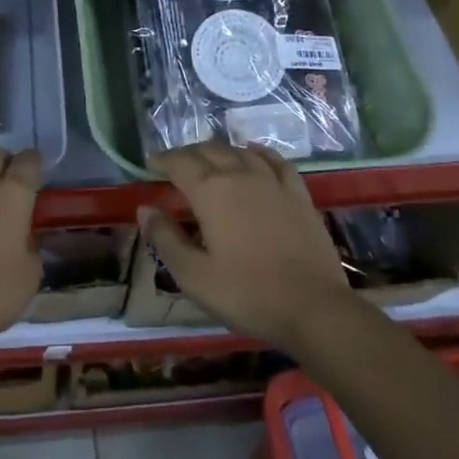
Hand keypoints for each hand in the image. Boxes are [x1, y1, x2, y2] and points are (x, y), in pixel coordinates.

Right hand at [140, 142, 354, 350]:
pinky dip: (258, 152)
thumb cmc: (246, 294)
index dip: (162, 160)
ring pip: (239, 151)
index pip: (179, 163)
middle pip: (208, 151)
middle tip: (175, 165)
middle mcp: (239, 174)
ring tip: (209, 160)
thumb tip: (145, 209)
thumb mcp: (194, 275)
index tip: (150, 163)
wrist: (314, 307)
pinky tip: (253, 153)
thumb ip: (165, 239)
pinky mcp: (298, 193)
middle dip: (187, 154)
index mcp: (210, 191)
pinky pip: (275, 160)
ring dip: (219, 151)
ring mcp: (272, 181)